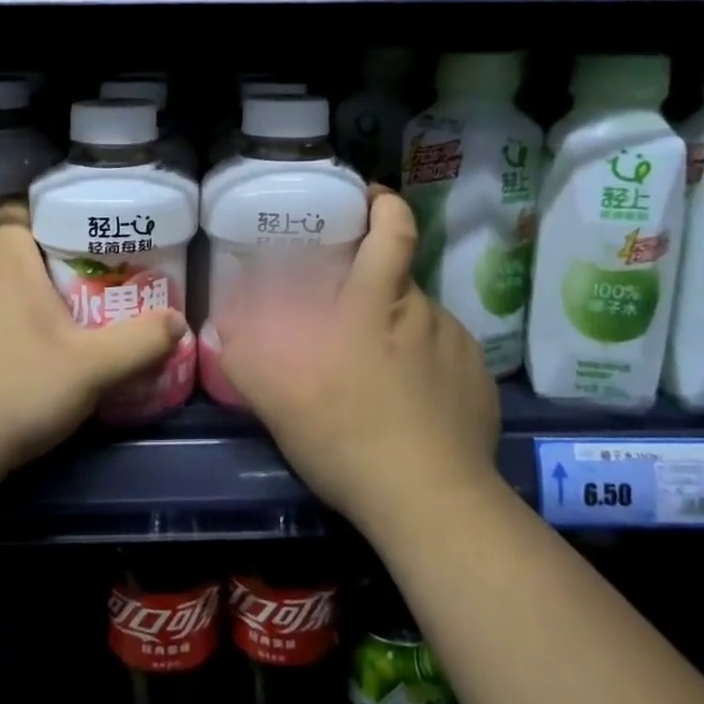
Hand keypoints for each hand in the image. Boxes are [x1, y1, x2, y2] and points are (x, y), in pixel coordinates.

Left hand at [0, 208, 186, 482]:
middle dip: (31, 278)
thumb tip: (178, 322)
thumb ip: (141, 342)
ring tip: (23, 348)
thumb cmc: (18, 393)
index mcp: (4, 260)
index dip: (46, 234)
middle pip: (5, 258)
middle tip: (63, 315)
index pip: (21, 217)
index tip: (71, 265)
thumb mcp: (93, 371)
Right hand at [214, 189, 501, 534]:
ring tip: (379, 376)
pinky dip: (426, 369)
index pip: (392, 231)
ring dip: (398, 333)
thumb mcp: (276, 397)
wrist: (430, 504)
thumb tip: (223, 322)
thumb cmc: (345, 435)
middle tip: (347, 321)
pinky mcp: (480, 384)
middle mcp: (423, 313)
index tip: (372, 199)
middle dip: (373, 288)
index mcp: (374, 304)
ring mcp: (459, 349)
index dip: (385, 206)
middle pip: (399, 280)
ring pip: (421, 322)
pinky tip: (412, 407)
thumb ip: (243, 353)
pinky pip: (446, 359)